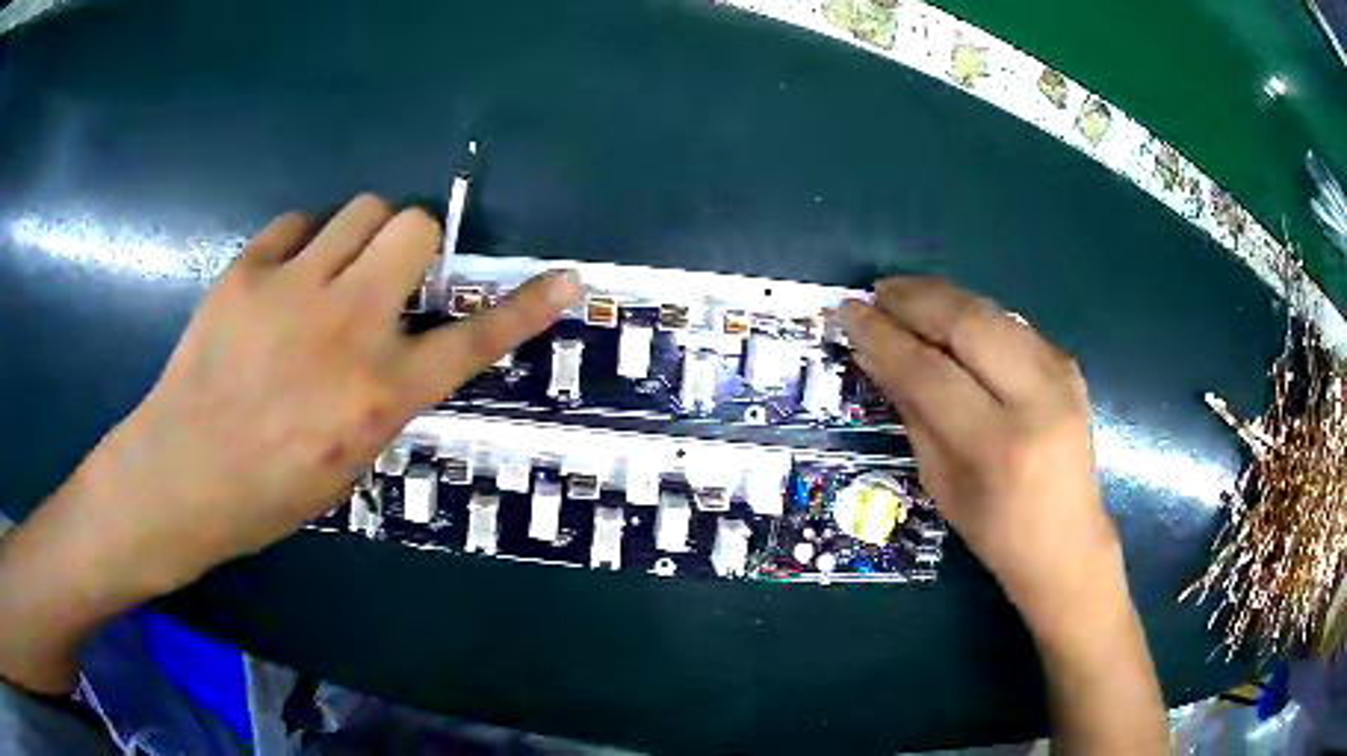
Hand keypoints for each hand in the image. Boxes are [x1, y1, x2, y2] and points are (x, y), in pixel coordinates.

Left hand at [78, 194, 582, 594]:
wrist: (181, 476)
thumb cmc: (267, 492)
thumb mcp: (348, 463)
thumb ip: (384, 395)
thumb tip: (401, 348)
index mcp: (380, 395)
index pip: (473, 339)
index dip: (525, 308)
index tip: (564, 279)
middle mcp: (348, 328)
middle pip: (413, 226)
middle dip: (414, 244)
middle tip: (389, 277)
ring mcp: (293, 289)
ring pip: (362, 209)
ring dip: (362, 236)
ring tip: (333, 273)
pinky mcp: (247, 271)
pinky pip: (298, 224)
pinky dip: (304, 242)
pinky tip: (284, 278)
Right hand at [838, 277, 1120, 635]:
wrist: (1068, 541)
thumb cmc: (995, 530)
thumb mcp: (940, 481)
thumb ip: (911, 410)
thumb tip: (874, 353)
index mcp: (998, 446)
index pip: (929, 373)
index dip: (883, 338)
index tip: (848, 313)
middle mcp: (1036, 398)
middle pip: (966, 323)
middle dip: (914, 299)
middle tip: (876, 292)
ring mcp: (1060, 374)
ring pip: (990, 311)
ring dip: (941, 297)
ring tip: (902, 295)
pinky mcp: (1069, 363)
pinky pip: (1009, 323)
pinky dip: (971, 313)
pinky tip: (946, 316)